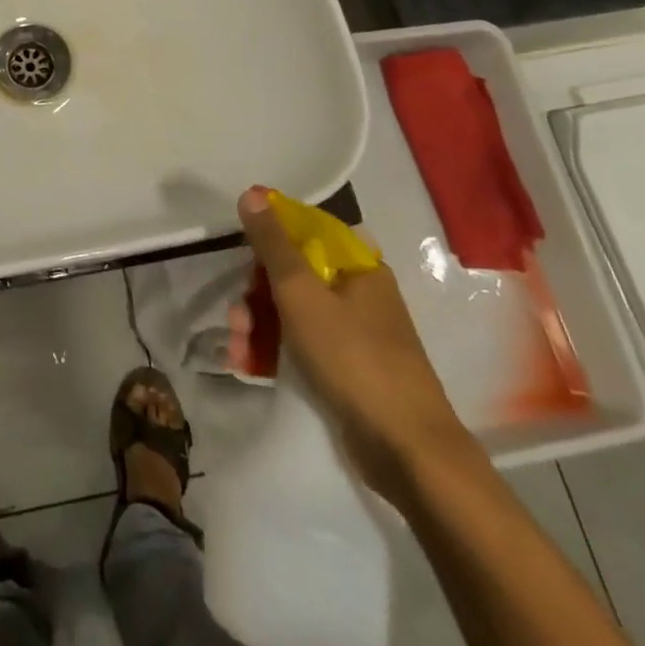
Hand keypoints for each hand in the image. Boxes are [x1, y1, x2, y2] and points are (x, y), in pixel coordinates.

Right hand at [229, 186, 475, 505]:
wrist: (407, 451)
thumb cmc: (354, 358)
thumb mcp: (302, 293)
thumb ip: (274, 244)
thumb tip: (252, 193)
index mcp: (359, 267)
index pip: (306, 231)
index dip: (270, 235)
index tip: (240, 249)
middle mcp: (360, 294)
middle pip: (295, 275)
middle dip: (256, 292)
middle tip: (237, 314)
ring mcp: (355, 335)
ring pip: (294, 313)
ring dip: (258, 324)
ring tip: (237, 346)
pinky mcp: (347, 371)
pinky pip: (302, 346)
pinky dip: (274, 351)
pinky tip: (248, 364)